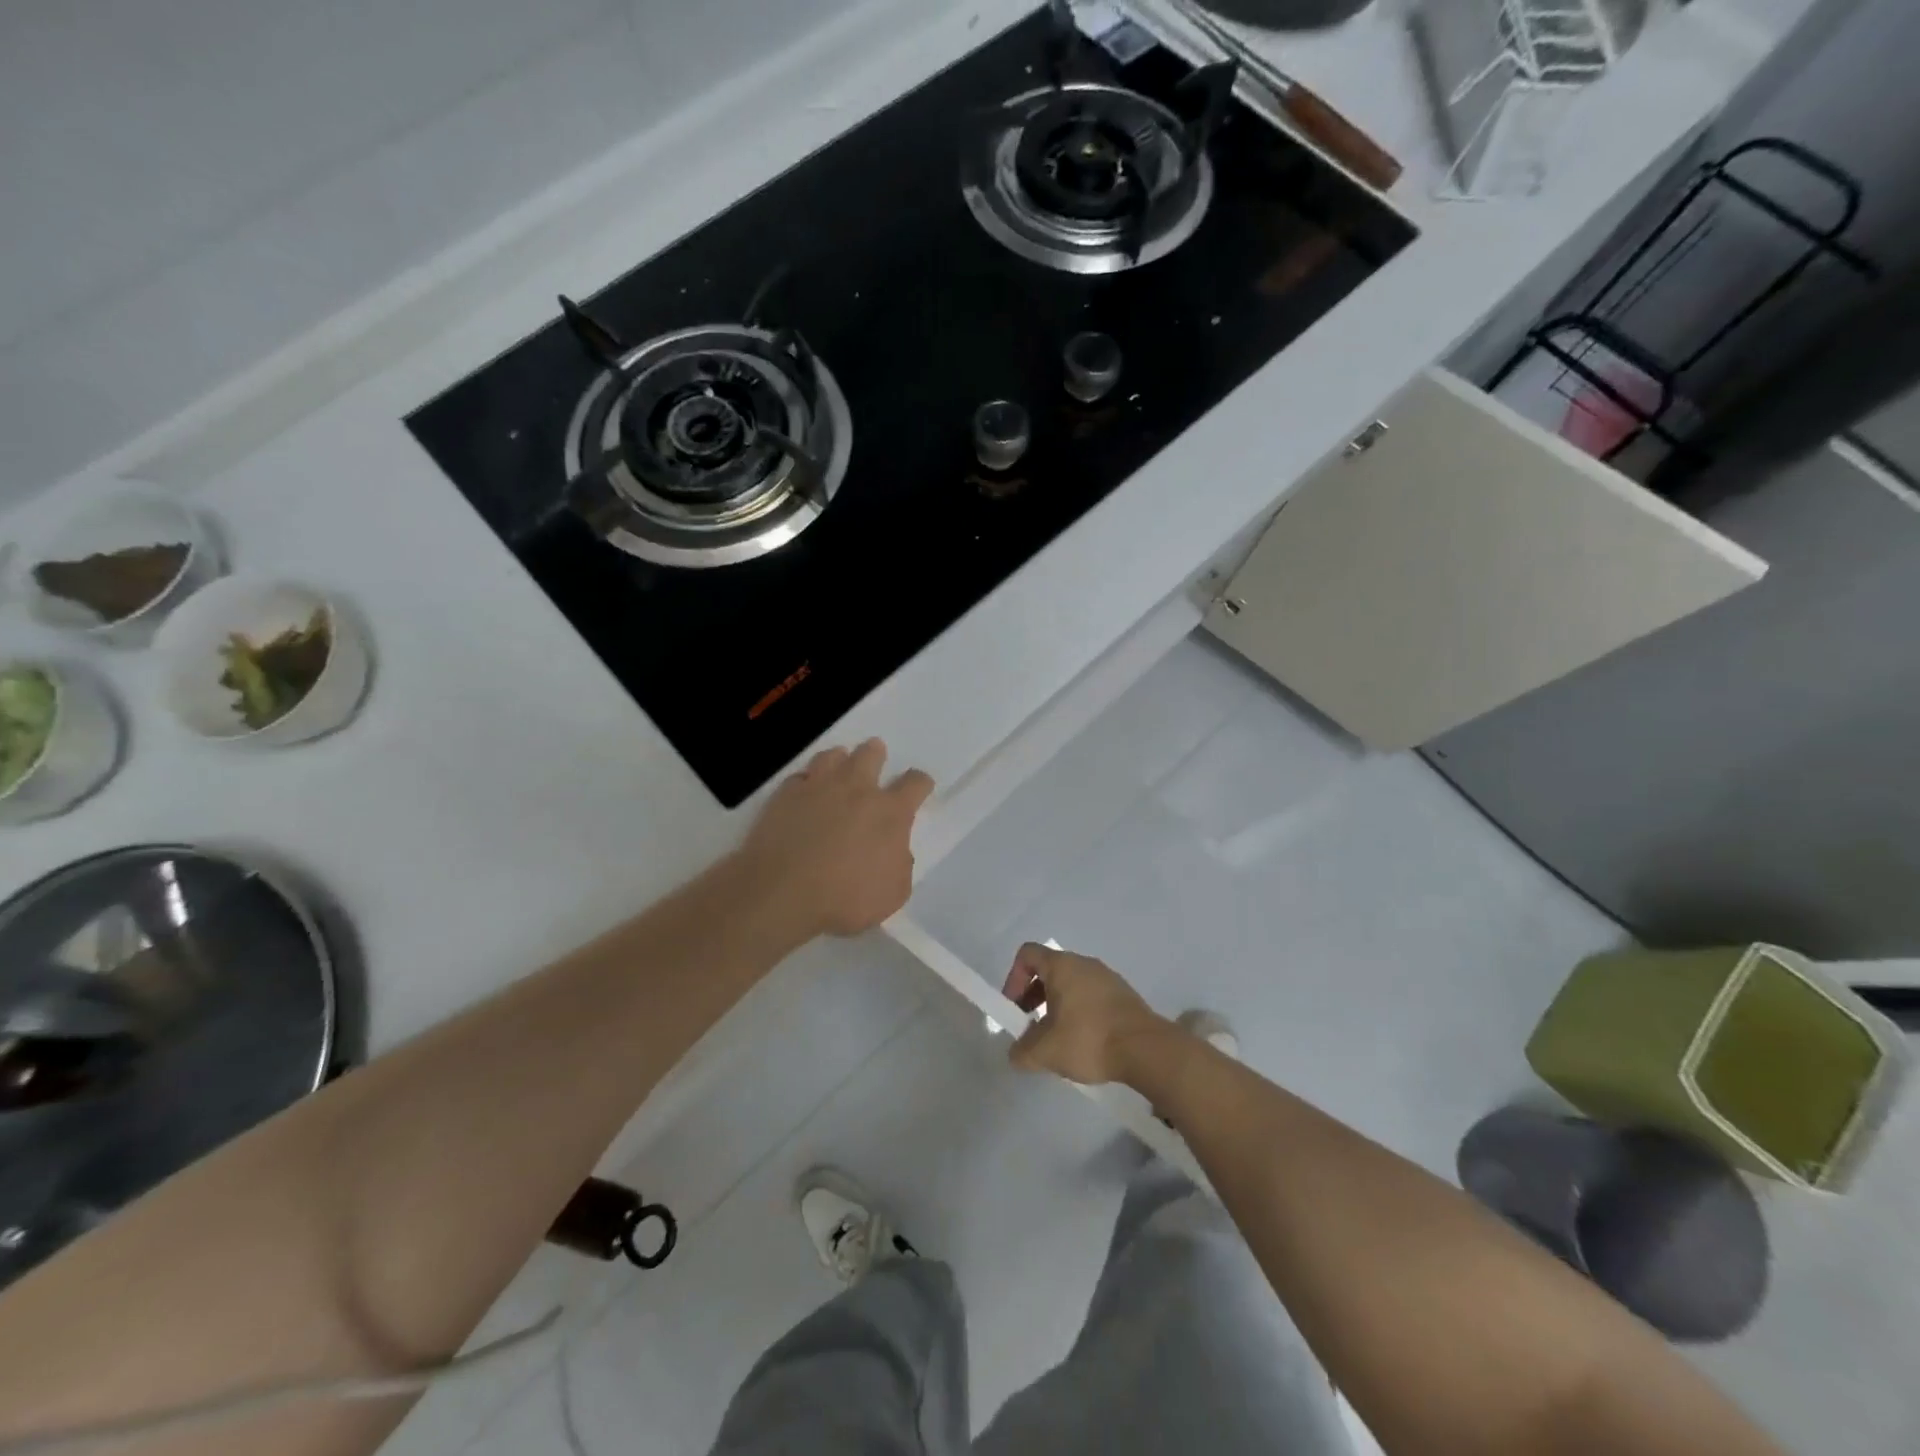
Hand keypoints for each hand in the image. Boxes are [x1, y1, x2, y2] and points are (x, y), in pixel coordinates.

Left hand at [736, 739, 934, 939]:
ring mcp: (818, 787)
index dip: (920, 784)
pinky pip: (799, 777)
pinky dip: (806, 782)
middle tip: (875, 759)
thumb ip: (901, 864)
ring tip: (838, 768)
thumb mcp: (894, 893)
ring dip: (839, 760)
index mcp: (890, 812)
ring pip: (832, 756)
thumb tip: (896, 849)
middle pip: (870, 754)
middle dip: (876, 754)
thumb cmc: (845, 899)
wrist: (782, 893)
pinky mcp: (785, 795)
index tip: (919, 789)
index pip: (915, 783)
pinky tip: (804, 793)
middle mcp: (856, 789)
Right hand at [1000, 943, 1170, 1085]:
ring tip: (1059, 1038)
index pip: (1027, 954)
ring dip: (1058, 1005)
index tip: (1016, 1008)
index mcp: (1062, 966)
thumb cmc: (1089, 1040)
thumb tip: (1016, 1053)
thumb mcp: (1045, 1052)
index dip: (1014, 978)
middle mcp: (1084, 963)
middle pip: (1049, 969)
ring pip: (1072, 983)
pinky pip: (1092, 995)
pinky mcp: (1124, 994)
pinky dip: (1080, 1011)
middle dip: (1034, 996)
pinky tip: (1085, 1041)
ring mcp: (1107, 977)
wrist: (1146, 1050)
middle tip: (1032, 1027)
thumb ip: (1022, 1052)